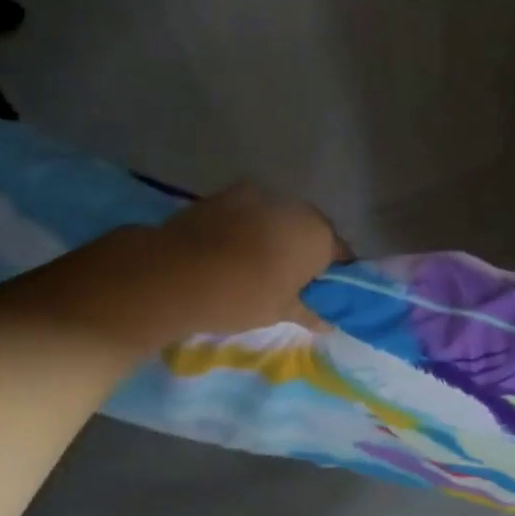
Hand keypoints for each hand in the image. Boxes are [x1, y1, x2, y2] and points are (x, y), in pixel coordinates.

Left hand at [12, 184, 337, 354]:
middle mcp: (296, 208)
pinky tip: (230, 251)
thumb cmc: (240, 297)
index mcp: (318, 235)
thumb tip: (327, 321)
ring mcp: (259, 196)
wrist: (173, 273)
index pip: (341, 254)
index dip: (335, 275)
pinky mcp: (226, 195)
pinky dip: (247, 228)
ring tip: (256, 265)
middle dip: (305, 252)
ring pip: (278, 218)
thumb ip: (308, 311)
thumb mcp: (278, 312)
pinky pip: (249, 212)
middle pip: (311, 230)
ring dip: (276, 237)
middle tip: (290, 282)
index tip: (323, 293)